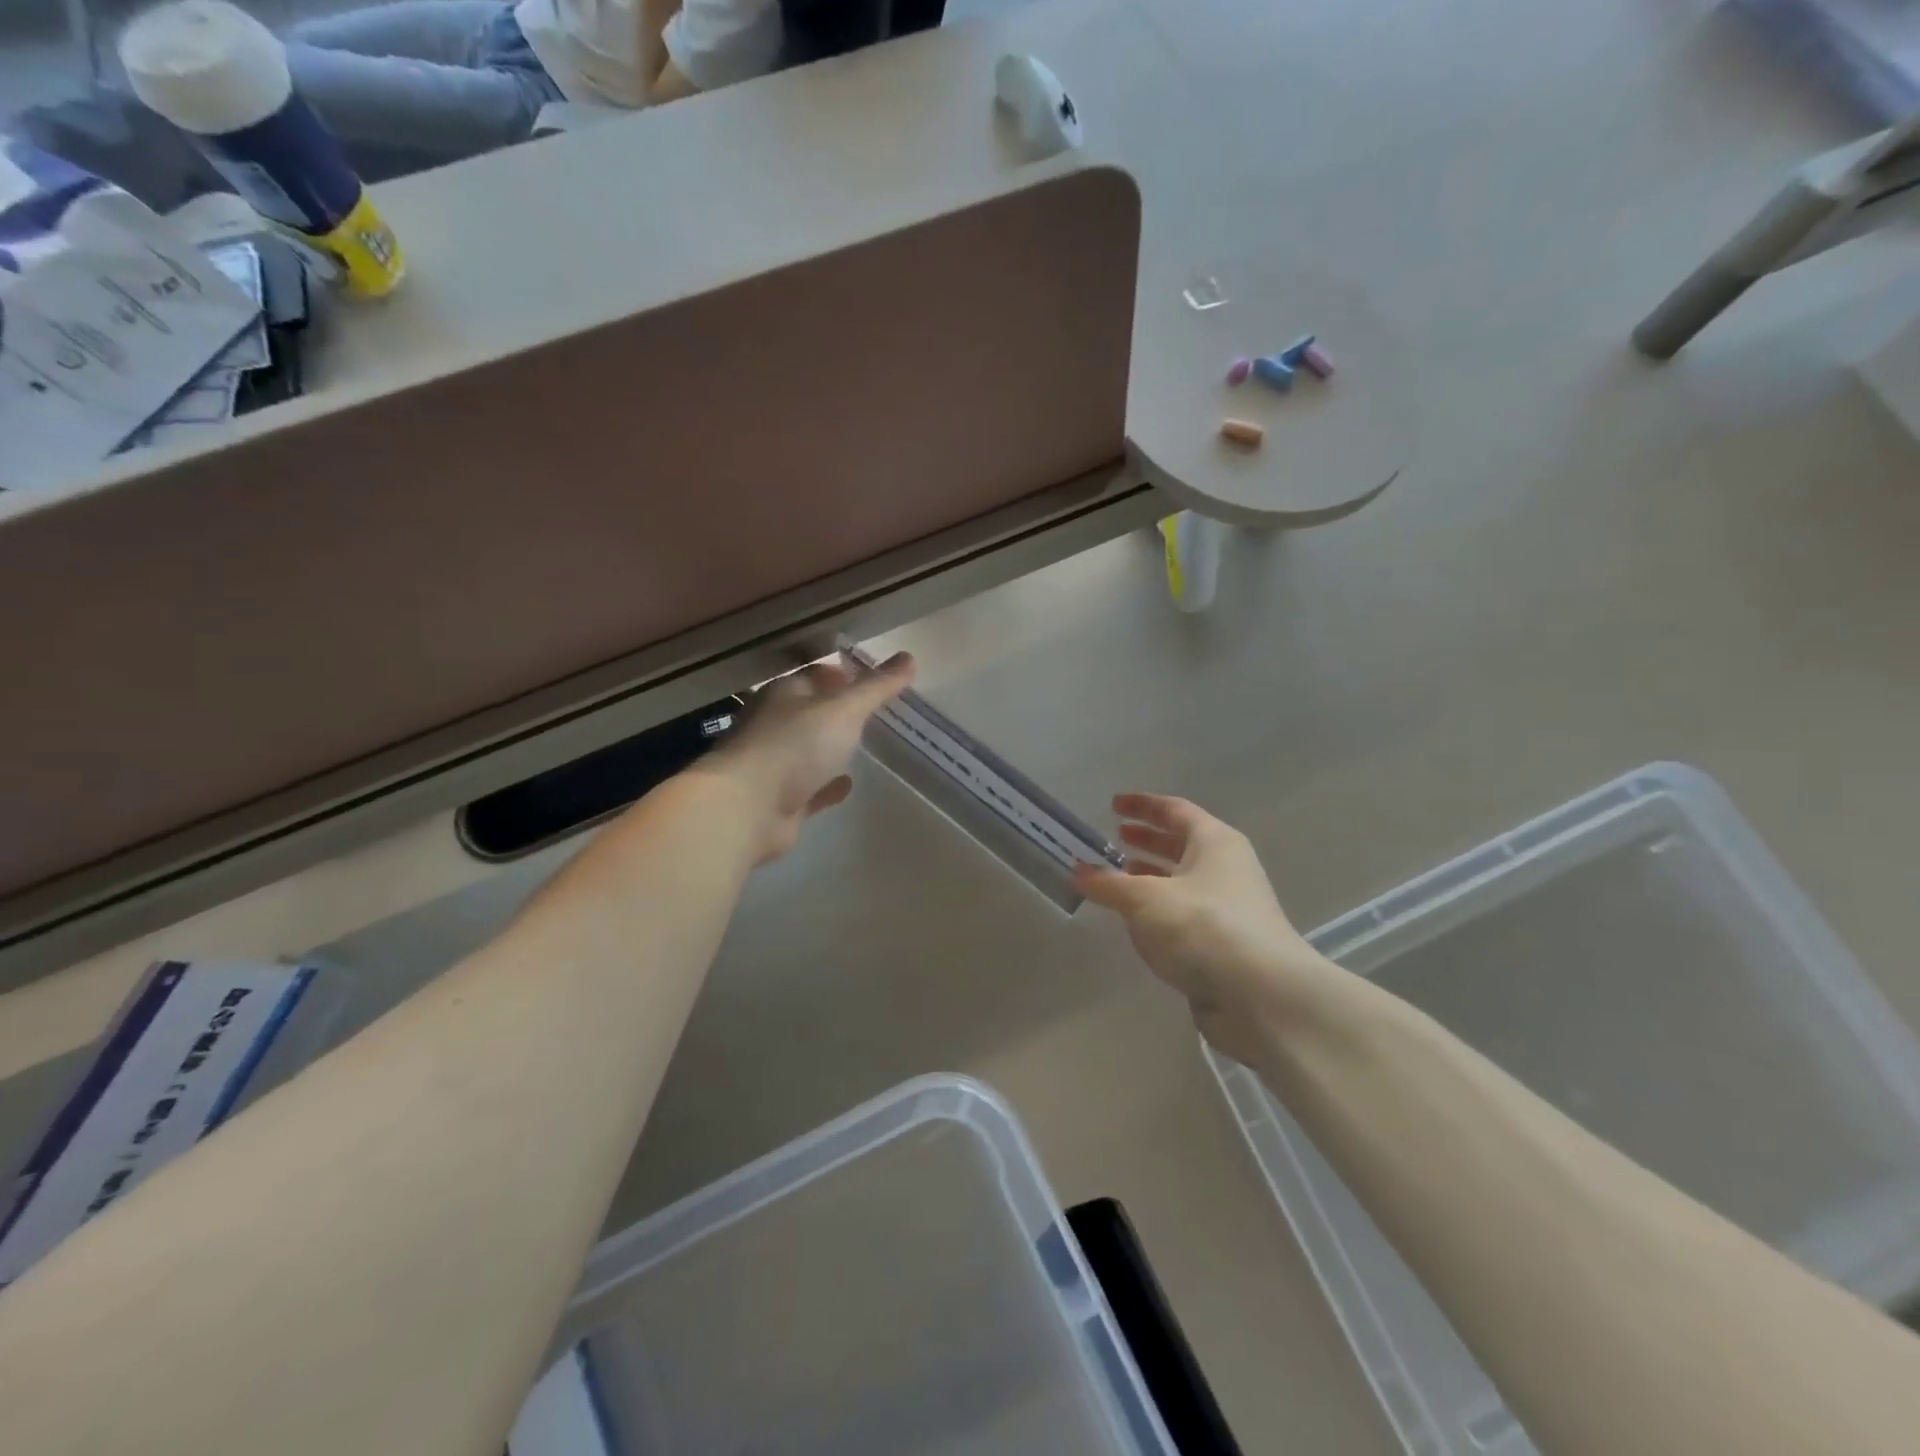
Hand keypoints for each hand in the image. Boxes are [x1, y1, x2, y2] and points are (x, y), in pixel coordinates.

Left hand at [697, 652, 913, 863]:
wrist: (747, 808)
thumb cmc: (794, 746)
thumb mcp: (843, 710)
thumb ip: (876, 687)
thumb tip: (909, 656)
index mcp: (784, 693)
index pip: (817, 675)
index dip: (845, 674)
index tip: (876, 680)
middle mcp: (776, 724)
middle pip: (813, 711)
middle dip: (840, 711)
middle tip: (876, 713)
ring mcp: (775, 763)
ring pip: (810, 750)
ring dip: (833, 747)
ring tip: (866, 746)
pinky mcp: (780, 799)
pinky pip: (811, 787)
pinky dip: (828, 784)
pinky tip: (847, 784)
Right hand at [1073, 794, 1343, 1063]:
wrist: (1262, 996)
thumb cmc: (1203, 927)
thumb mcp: (1145, 899)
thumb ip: (1107, 884)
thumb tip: (1076, 870)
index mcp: (1215, 842)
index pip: (1175, 810)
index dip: (1143, 805)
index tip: (1113, 805)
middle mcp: (1226, 868)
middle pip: (1182, 844)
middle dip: (1148, 840)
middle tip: (1115, 838)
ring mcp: (1228, 907)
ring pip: (1182, 881)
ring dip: (1151, 877)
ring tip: (1117, 878)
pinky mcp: (1224, 944)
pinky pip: (1185, 915)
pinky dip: (1159, 911)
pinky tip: (1136, 922)